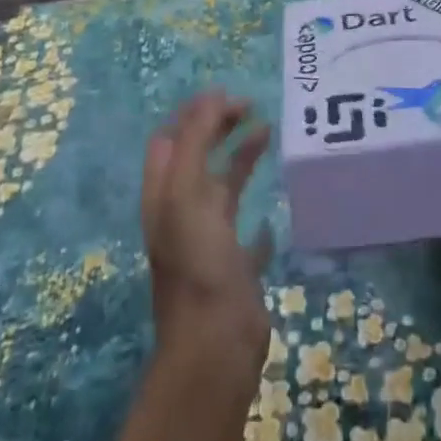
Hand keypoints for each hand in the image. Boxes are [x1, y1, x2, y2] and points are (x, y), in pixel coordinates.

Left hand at [140, 91, 272, 383]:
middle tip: (251, 108)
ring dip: (241, 156)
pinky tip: (276, 209)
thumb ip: (195, 140)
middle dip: (218, 127)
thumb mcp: (187, 191)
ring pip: (223, 186)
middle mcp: (182, 212)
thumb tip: (213, 96)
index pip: (171, 138)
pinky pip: (246, 231)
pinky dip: (259, 213)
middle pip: (196, 156)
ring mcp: (208, 240)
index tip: (229, 95)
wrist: (216, 345)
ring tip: (268, 133)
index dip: (194, 112)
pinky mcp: (234, 265)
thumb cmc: (198, 262)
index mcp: (165, 194)